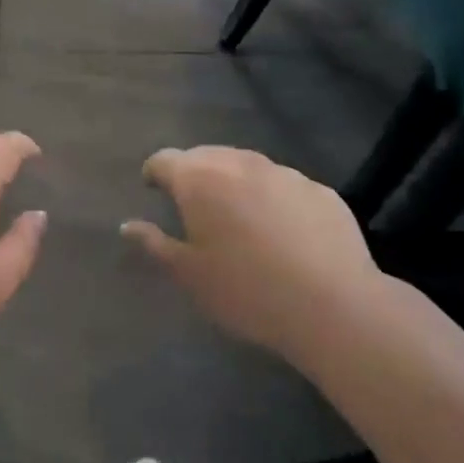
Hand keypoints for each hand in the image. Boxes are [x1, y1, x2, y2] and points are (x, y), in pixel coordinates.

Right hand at [122, 146, 381, 371]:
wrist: (334, 306)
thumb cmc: (246, 291)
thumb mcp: (189, 275)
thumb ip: (155, 244)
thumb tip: (128, 225)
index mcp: (199, 179)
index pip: (164, 160)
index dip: (154, 173)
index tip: (153, 189)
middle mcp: (239, 163)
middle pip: (206, 156)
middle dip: (194, 173)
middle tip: (193, 205)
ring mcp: (284, 173)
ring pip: (247, 166)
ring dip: (235, 182)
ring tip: (238, 217)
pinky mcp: (321, 190)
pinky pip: (285, 186)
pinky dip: (273, 198)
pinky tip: (283, 232)